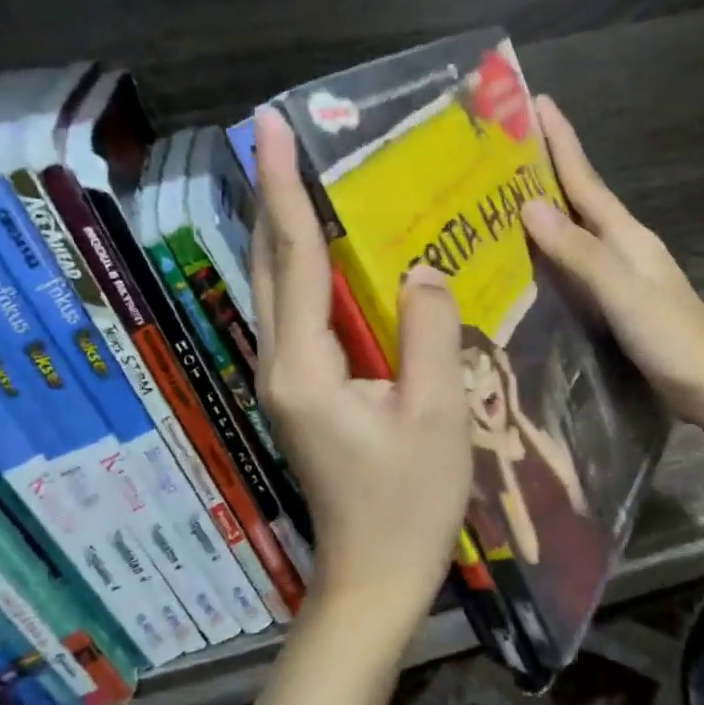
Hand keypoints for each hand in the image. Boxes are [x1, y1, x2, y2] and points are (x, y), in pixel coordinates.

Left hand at [250, 108, 472, 643]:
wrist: (373, 577)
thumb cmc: (409, 503)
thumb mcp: (437, 414)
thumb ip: (428, 332)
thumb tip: (419, 268)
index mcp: (305, 365)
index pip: (292, 256)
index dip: (283, 187)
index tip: (267, 127)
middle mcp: (278, 363)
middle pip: (267, 263)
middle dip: (270, 195)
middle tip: (277, 137)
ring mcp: (282, 379)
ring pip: (274, 287)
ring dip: (282, 229)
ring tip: (299, 176)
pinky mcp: (298, 392)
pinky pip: (296, 314)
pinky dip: (302, 269)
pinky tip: (327, 253)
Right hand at [521, 96, 703, 436]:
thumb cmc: (674, 338)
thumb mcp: (626, 293)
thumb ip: (580, 253)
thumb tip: (529, 206)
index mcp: (626, 235)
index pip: (585, 180)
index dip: (560, 141)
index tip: (536, 102)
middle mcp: (619, 247)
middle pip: (575, 200)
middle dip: (543, 169)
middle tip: (498, 148)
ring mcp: (617, 277)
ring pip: (570, 233)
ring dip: (540, 211)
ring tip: (497, 197)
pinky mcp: (611, 305)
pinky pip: (569, 268)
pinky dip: (545, 255)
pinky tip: (523, 262)